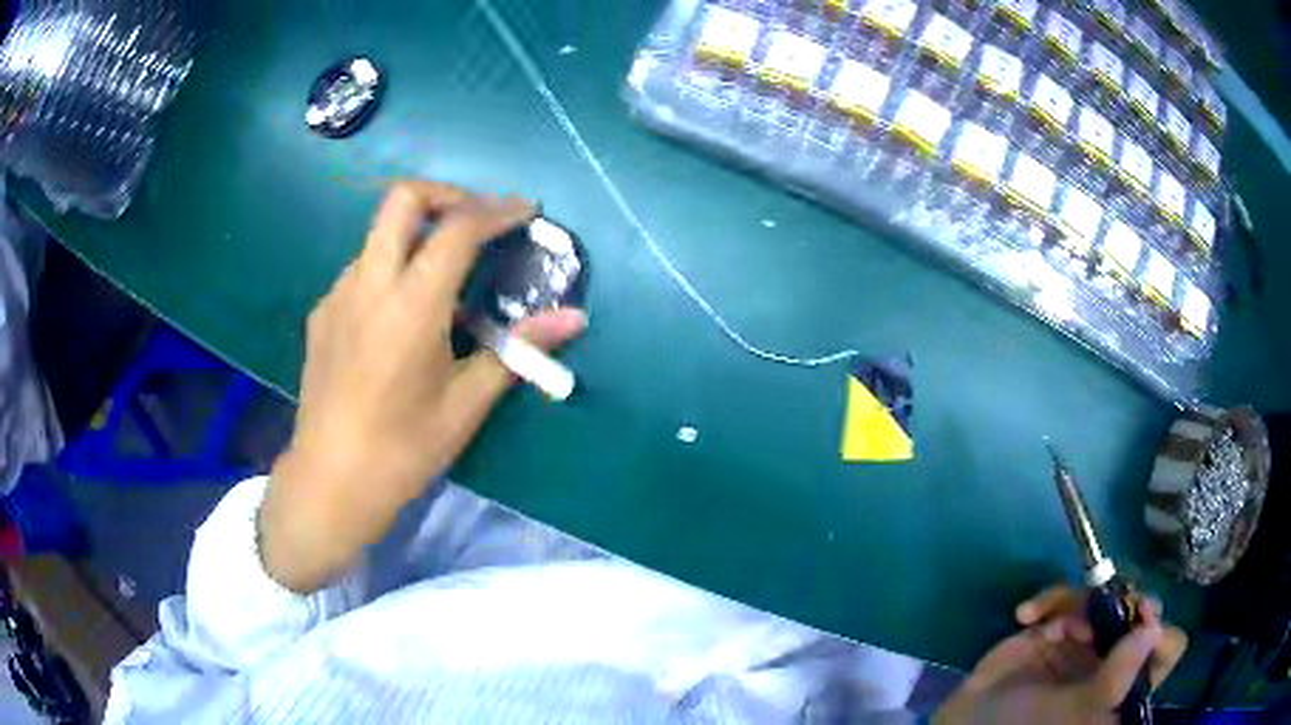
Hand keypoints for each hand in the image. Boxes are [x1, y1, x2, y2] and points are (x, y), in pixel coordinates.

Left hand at [260, 180, 587, 592]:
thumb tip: (573, 320)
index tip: (525, 210)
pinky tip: (400, 320)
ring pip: (379, 235)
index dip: (497, 209)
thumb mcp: (467, 404)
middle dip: (447, 194)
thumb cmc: (403, 450)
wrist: (330, 484)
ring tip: (443, 281)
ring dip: (417, 236)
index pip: (458, 228)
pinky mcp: (321, 314)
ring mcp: (337, 295)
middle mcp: (368, 284)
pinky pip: (361, 271)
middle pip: (402, 198)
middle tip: (477, 221)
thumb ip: (518, 350)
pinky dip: (391, 271)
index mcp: (411, 305)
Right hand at [935, 584, 1186, 724]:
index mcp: (1127, 684)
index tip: (1140, 620)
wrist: (967, 724)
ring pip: (1105, 597)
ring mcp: (1088, 641)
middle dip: (1121, 604)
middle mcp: (1115, 659)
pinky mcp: (1059, 626)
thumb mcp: (1075, 713)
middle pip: (1139, 611)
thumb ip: (1115, 678)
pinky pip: (1066, 596)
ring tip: (1052, 628)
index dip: (1160, 632)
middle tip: (1102, 606)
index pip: (1167, 649)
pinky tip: (1026, 616)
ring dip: (1078, 605)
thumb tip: (1154, 628)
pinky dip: (1047, 600)